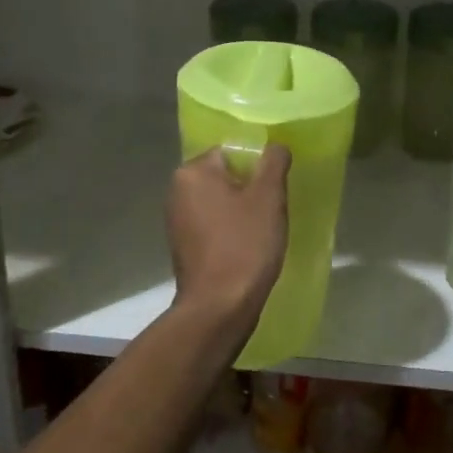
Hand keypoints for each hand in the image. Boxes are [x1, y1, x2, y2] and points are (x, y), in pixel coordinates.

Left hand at [168, 145, 291, 328]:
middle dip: (251, 189)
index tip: (276, 190)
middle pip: (226, 175)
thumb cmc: (245, 245)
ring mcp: (177, 220)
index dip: (260, 167)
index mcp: (192, 171)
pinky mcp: (183, 245)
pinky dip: (230, 230)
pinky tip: (247, 248)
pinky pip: (213, 225)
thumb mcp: (268, 197)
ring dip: (242, 211)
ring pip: (220, 201)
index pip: (233, 151)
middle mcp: (177, 190)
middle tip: (273, 210)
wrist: (219, 307)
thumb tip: (276, 145)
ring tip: (263, 231)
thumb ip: (273, 162)